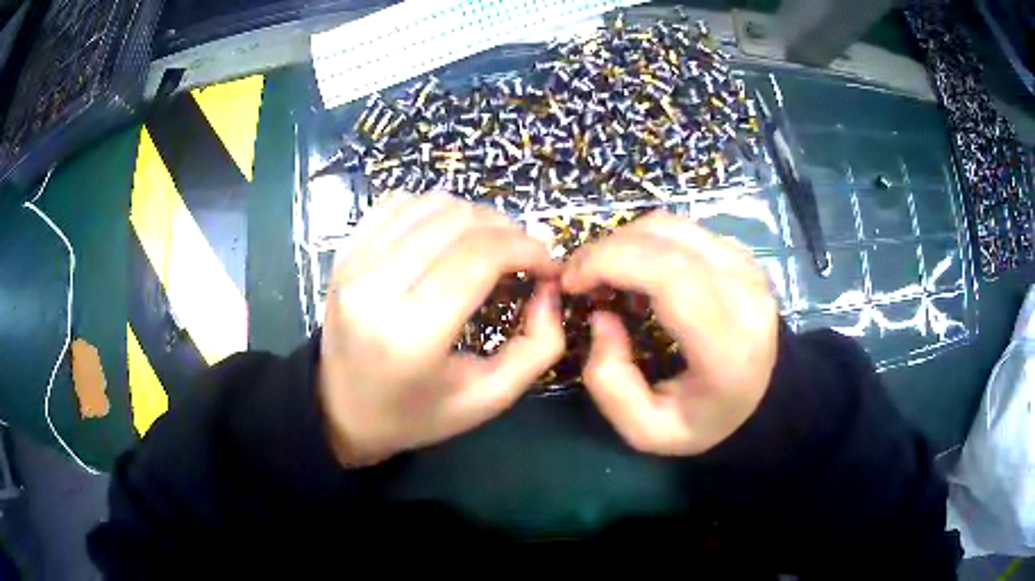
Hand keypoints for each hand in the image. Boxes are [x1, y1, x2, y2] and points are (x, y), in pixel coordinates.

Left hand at [319, 193, 563, 465]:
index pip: (480, 257)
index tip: (547, 265)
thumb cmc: (417, 413)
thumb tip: (549, 287)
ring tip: (490, 246)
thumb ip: (538, 345)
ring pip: (431, 204)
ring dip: (474, 216)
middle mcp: (375, 286)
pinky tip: (447, 237)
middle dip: (507, 230)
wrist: (341, 409)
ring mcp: (353, 262)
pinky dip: (435, 211)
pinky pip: (399, 203)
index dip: (526, 249)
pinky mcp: (344, 252)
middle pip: (458, 221)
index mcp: (411, 333)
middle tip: (523, 257)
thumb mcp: (489, 397)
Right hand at [562, 211, 778, 455]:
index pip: (669, 276)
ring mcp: (747, 269)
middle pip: (667, 241)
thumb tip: (602, 316)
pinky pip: (684, 231)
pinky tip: (635, 270)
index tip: (571, 281)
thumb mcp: (646, 430)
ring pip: (673, 226)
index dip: (611, 263)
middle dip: (607, 248)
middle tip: (576, 275)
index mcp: (727, 345)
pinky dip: (648, 242)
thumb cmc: (704, 420)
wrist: (762, 400)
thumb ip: (610, 383)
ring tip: (602, 273)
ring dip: (625, 241)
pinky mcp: (741, 256)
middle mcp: (745, 295)